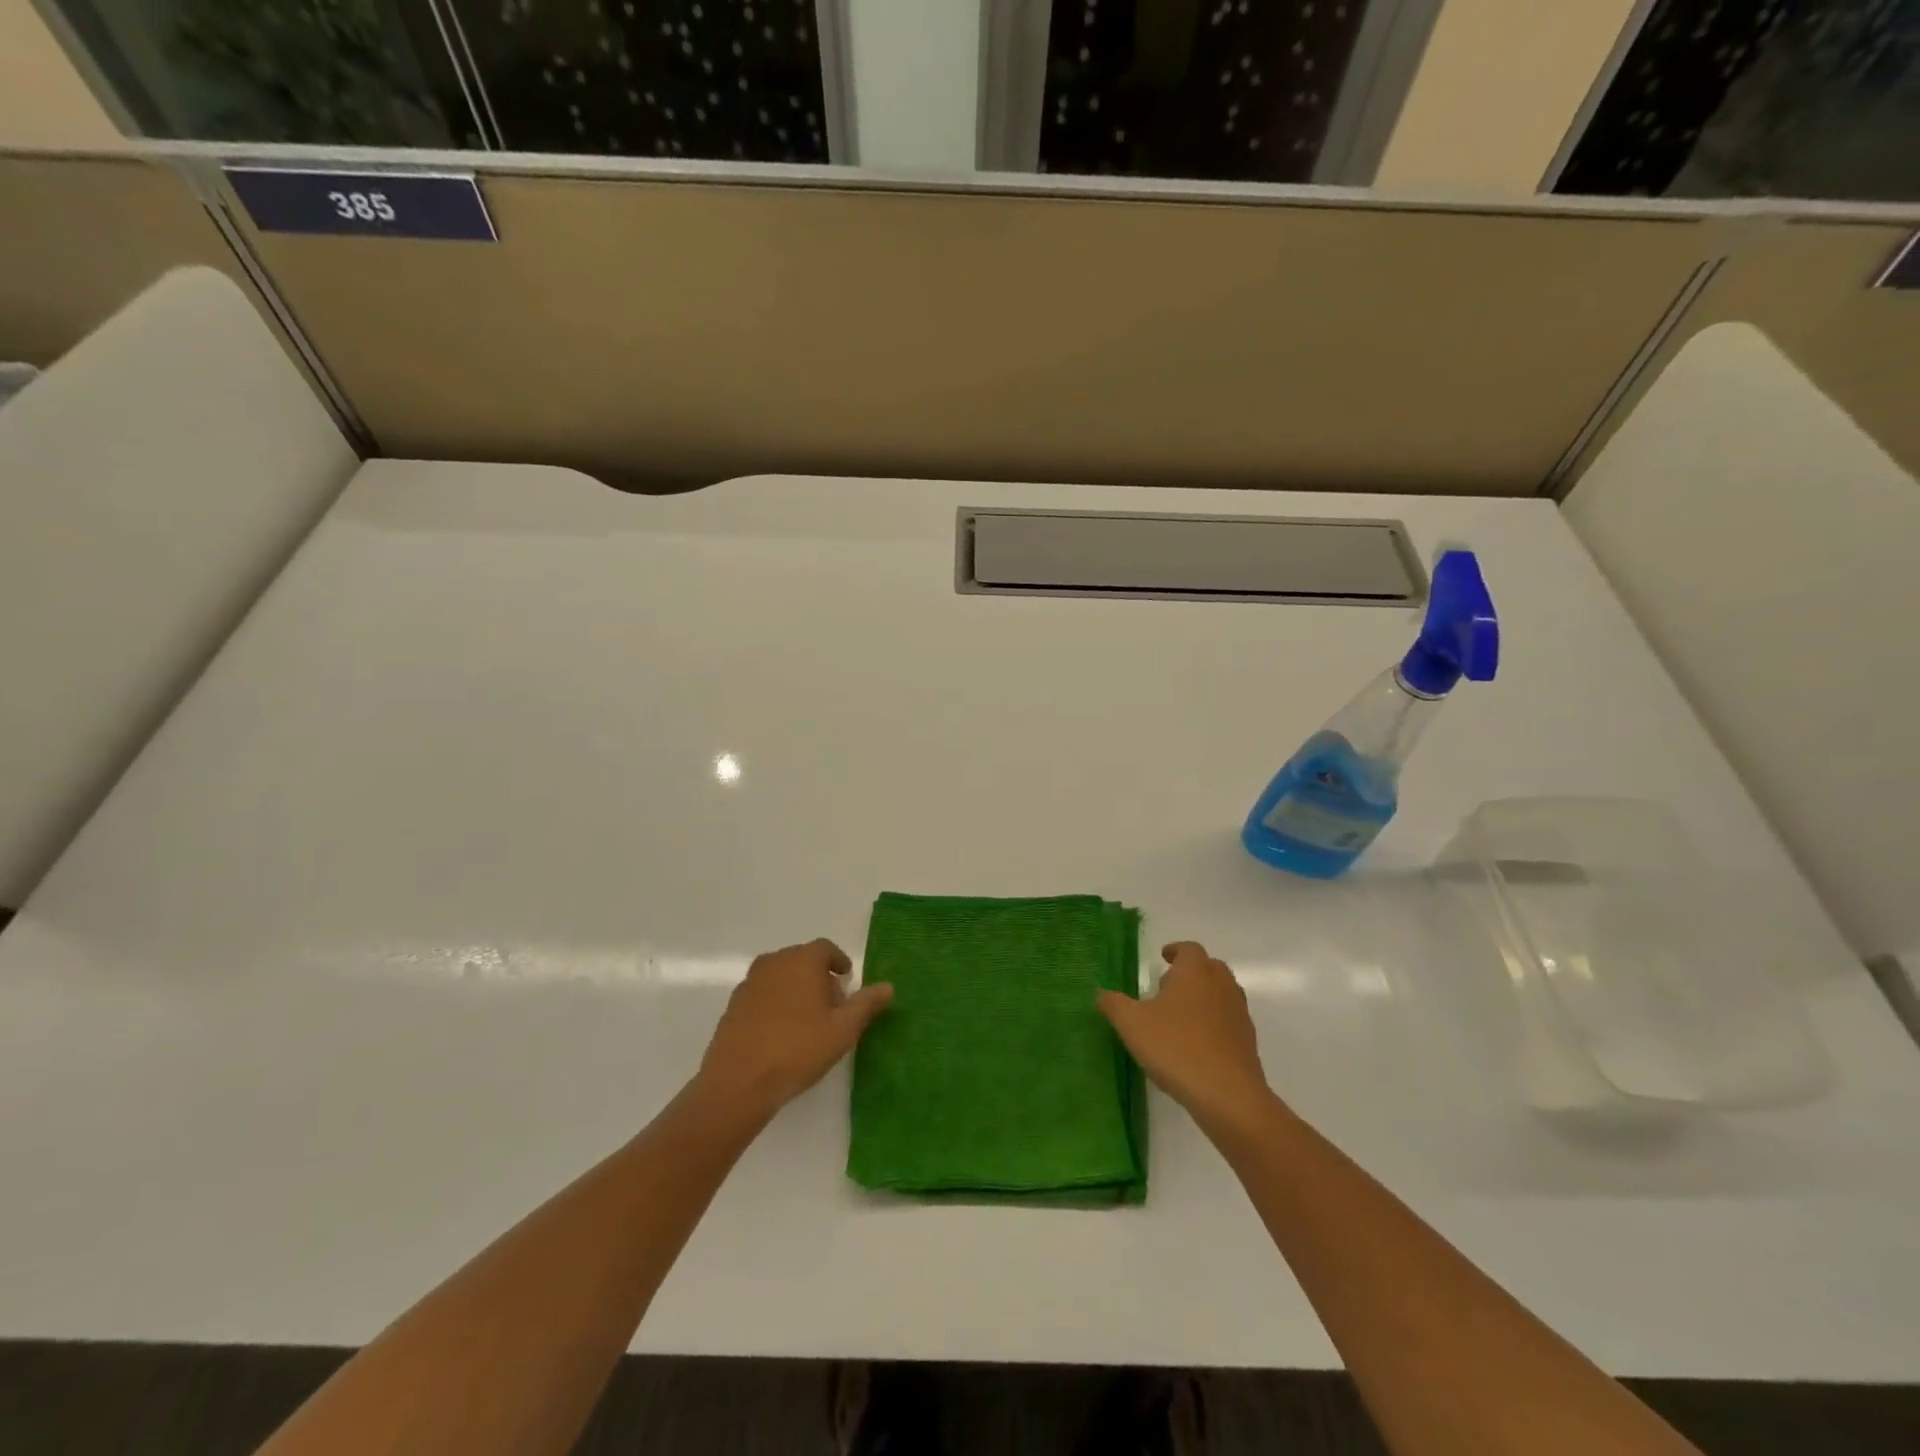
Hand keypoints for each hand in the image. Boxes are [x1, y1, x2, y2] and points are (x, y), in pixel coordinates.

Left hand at [694, 939, 893, 1123]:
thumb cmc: (798, 1049)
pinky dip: (775, 1002)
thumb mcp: (843, 1030)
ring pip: (780, 976)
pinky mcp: (733, 1005)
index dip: (839, 961)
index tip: (847, 980)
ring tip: (808, 1020)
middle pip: (802, 960)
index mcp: (802, 960)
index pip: (825, 948)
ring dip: (796, 988)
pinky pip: (762, 994)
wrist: (739, 1082)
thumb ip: (866, 1004)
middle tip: (832, 1005)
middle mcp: (774, 962)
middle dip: (819, 976)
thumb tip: (888, 987)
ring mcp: (749, 983)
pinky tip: (781, 1032)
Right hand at [1098, 942, 1277, 1136]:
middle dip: (1190, 973)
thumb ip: (1114, 1004)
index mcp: (1195, 972)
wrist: (1227, 1095)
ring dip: (1203, 998)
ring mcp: (1238, 1014)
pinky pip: (1228, 1022)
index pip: (1189, 949)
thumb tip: (1101, 993)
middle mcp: (1221, 985)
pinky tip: (1195, 1045)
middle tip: (1168, 987)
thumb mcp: (1132, 1024)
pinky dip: (1214, 1024)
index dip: (1175, 951)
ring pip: (1221, 995)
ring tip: (1179, 1017)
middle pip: (1209, 968)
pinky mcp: (1247, 1042)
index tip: (1163, 957)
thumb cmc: (1176, 1047)